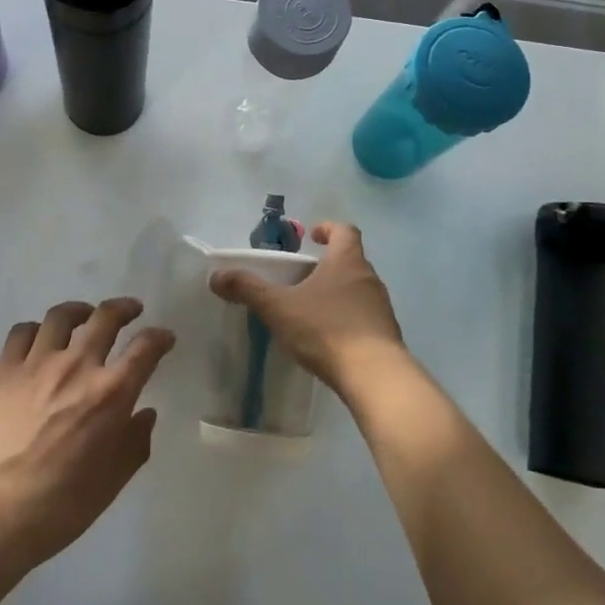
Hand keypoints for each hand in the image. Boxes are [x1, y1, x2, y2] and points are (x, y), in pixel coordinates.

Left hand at [0, 298, 174, 569]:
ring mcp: (37, 364)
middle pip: (105, 317)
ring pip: (62, 316)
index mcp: (110, 395)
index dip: (160, 338)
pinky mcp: (4, 371)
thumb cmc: (56, 509)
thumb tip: (145, 414)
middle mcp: (77, 367)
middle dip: (124, 308)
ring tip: (85, 316)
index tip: (165, 338)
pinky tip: (41, 340)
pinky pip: (23, 332)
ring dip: (81, 310)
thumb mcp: (110, 484)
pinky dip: (37, 329)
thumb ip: (134, 445)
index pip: (145, 349)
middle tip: (131, 310)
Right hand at [210, 222, 403, 391]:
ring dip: (338, 293)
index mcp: (347, 261)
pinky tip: (330, 338)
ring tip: (312, 310)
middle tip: (302, 278)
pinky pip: (365, 317)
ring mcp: (382, 307)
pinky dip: (348, 319)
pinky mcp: (387, 335)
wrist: (375, 376)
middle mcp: (369, 277)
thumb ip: (248, 289)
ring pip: (358, 289)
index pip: (344, 230)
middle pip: (351, 260)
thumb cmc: (326, 330)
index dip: (327, 229)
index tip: (312, 236)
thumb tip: (217, 276)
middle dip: (328, 265)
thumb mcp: (279, 308)